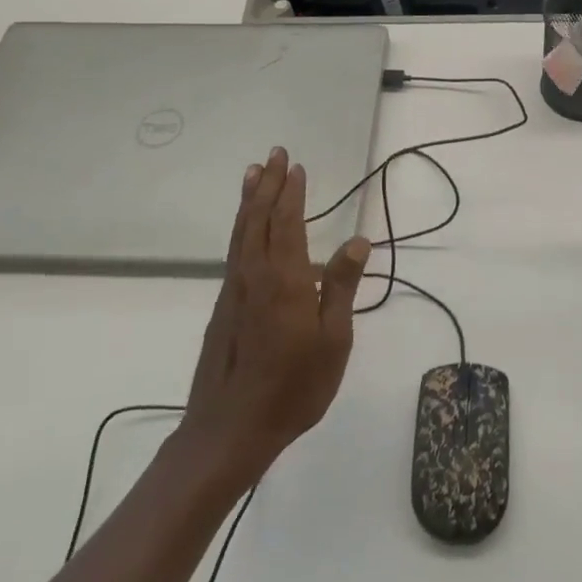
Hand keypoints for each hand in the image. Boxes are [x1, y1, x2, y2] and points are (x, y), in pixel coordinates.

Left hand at [177, 148, 371, 487]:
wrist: (231, 427)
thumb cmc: (294, 386)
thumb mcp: (334, 340)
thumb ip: (342, 287)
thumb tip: (357, 240)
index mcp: (285, 279)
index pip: (287, 222)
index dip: (291, 192)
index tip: (295, 165)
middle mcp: (254, 274)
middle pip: (257, 218)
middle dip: (266, 184)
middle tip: (272, 154)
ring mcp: (234, 290)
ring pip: (240, 233)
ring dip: (247, 200)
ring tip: (251, 174)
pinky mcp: (223, 306)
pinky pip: (233, 252)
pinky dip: (240, 228)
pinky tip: (245, 229)